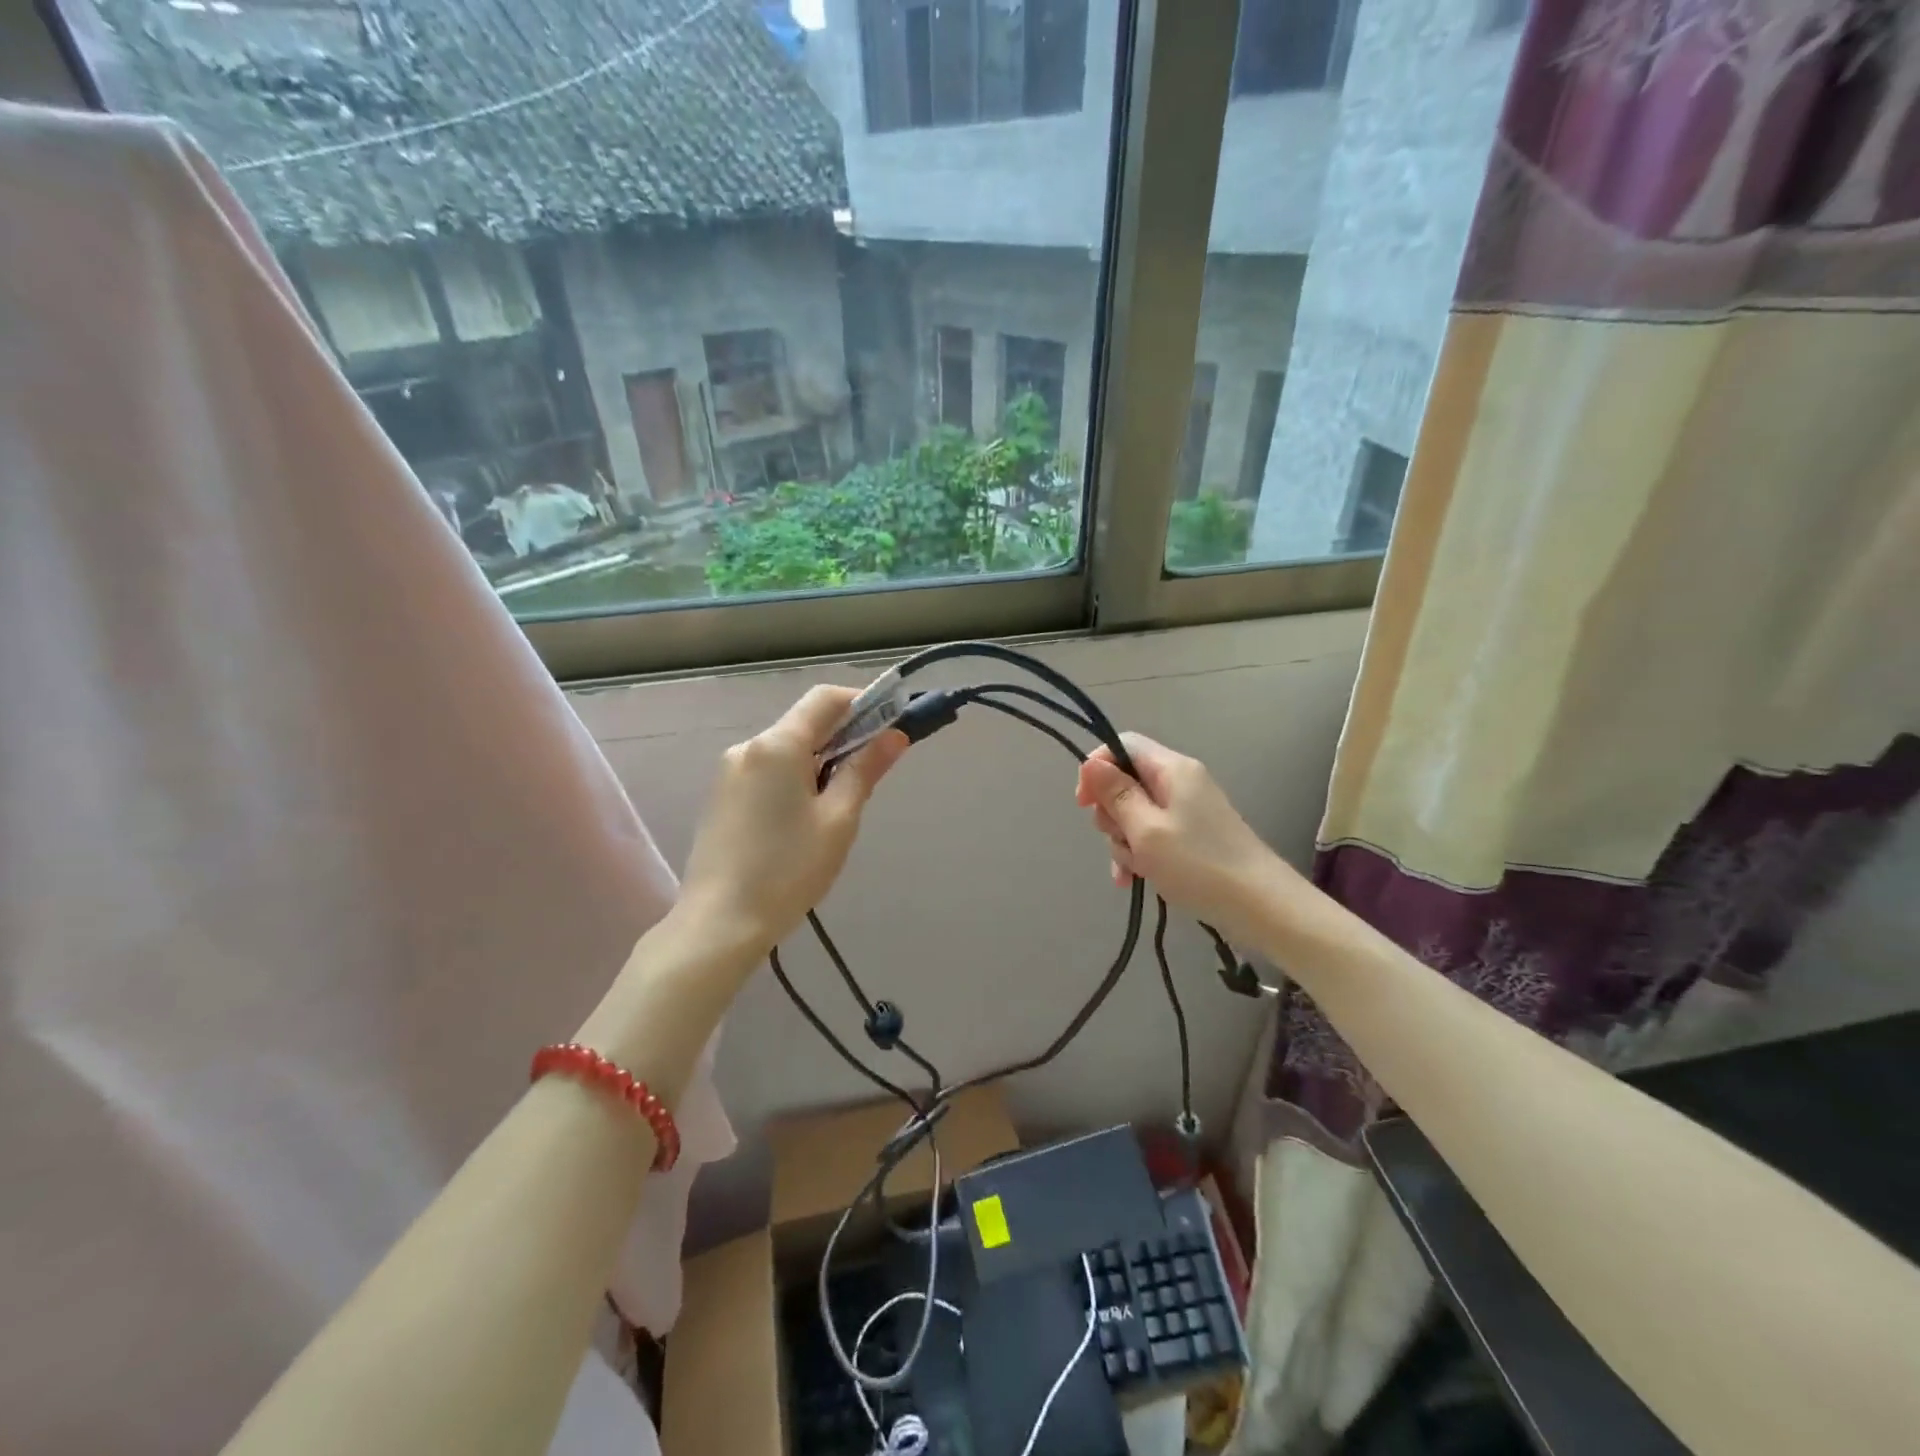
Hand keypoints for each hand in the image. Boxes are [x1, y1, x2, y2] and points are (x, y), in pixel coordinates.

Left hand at [679, 685, 907, 953]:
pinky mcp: (721, 796)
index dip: (862, 702)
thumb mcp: (838, 819)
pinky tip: (801, 820)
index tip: (890, 726)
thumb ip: (865, 770)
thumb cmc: (788, 870)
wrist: (719, 923)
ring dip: (818, 761)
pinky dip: (793, 778)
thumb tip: (894, 735)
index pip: (825, 698)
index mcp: (778, 745)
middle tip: (870, 776)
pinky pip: (766, 770)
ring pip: (785, 749)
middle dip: (843, 737)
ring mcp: (729, 771)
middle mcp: (748, 746)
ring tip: (836, 809)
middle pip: (804, 723)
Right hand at [1075, 733, 1292, 944]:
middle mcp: (1180, 782)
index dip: (1096, 769)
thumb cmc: (1198, 865)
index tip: (1084, 804)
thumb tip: (1090, 763)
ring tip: (1134, 870)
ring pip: (1134, 814)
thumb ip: (1115, 795)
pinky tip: (1133, 880)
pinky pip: (1151, 836)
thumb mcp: (1146, 830)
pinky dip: (1139, 854)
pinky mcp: (1191, 837)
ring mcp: (1187, 811)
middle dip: (1111, 814)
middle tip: (1120, 840)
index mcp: (1172, 769)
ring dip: (1124, 841)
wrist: (1261, 908)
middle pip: (1126, 782)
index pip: (1122, 745)